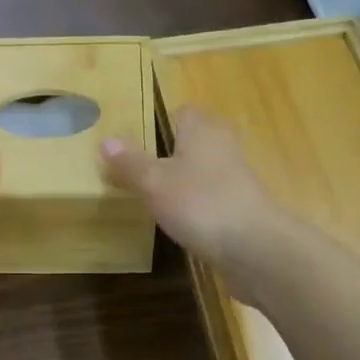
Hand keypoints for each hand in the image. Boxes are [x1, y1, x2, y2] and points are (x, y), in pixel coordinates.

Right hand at [100, 106, 289, 300]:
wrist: (254, 246)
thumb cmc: (200, 202)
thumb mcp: (154, 182)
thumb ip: (130, 162)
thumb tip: (106, 140)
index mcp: (202, 128)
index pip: (182, 112)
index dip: (159, 122)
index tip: (136, 139)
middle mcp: (222, 145)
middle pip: (193, 140)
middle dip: (169, 151)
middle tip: (138, 167)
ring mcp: (236, 176)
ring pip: (203, 168)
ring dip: (183, 178)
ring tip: (153, 194)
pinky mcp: (242, 205)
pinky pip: (212, 195)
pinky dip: (196, 202)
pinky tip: (178, 219)